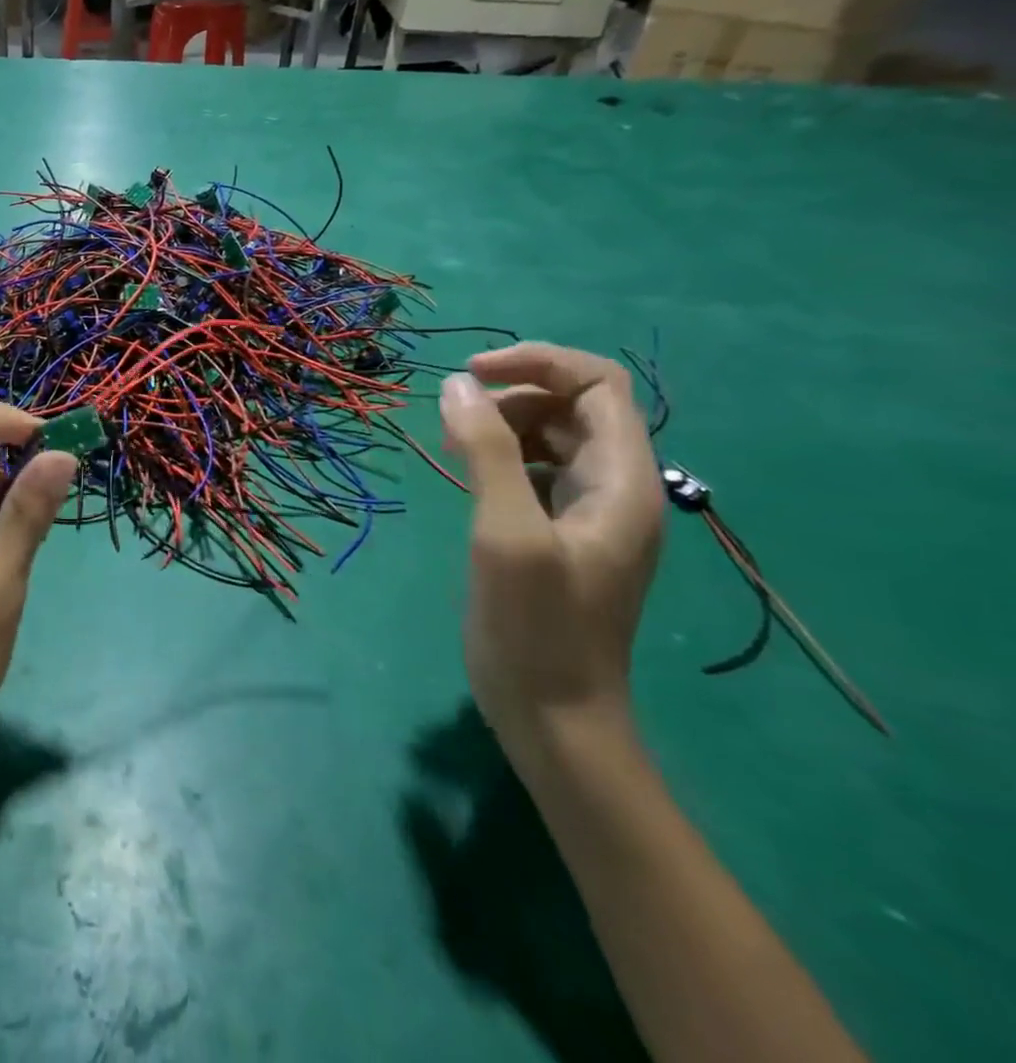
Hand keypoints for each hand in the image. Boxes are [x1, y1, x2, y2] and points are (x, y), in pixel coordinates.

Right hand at [438, 343, 664, 753]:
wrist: (554, 715)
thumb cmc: (535, 625)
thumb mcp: (505, 532)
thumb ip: (485, 451)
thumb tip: (457, 385)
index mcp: (623, 481)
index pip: (598, 385)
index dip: (537, 363)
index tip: (471, 375)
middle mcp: (616, 488)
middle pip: (573, 406)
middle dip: (512, 397)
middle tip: (453, 423)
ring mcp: (590, 514)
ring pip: (552, 437)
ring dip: (502, 426)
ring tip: (453, 445)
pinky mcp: (561, 534)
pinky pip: (537, 471)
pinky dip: (501, 457)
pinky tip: (468, 475)